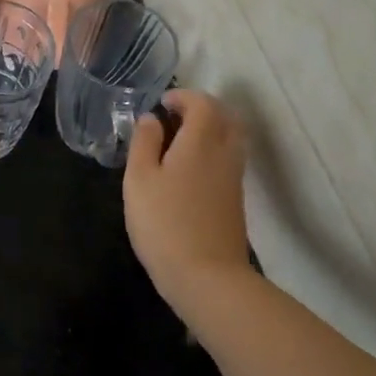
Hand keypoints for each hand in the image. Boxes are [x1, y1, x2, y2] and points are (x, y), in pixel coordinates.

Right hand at [124, 89, 250, 313]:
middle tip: (175, 117)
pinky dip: (213, 150)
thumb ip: (144, 143)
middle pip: (226, 117)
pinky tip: (189, 168)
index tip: (162, 103)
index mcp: (200, 142)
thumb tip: (151, 118)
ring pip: (231, 139)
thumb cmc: (165, 223)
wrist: (208, 278)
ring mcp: (234, 178)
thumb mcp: (140, 180)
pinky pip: (229, 159)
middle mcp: (224, 153)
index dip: (184, 97)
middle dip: (202, 109)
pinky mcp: (235, 200)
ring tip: (180, 140)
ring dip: (210, 129)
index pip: (203, 103)